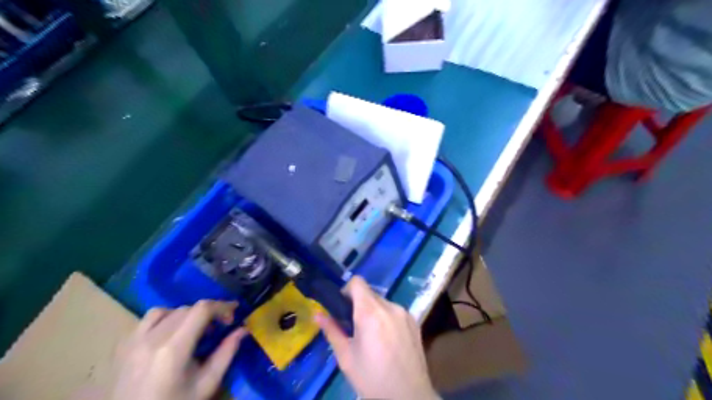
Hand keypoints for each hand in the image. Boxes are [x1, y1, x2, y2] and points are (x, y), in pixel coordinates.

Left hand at [109, 300, 247, 399]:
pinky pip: (146, 321)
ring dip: (184, 314)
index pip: (202, 309)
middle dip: (207, 313)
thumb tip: (242, 330)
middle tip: (219, 327)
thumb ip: (226, 353)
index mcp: (174, 348)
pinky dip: (163, 320)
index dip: (222, 306)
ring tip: (192, 330)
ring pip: (165, 311)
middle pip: (186, 309)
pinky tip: (169, 335)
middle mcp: (151, 338)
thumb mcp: (207, 384)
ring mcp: (132, 342)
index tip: (234, 313)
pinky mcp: (121, 348)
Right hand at [318, 277, 440, 397]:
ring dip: (374, 312)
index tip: (342, 308)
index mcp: (370, 312)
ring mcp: (405, 313)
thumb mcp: (346, 357)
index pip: (357, 282)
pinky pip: (395, 311)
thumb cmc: (372, 379)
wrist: (409, 397)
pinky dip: (387, 318)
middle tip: (354, 327)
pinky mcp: (415, 321)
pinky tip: (387, 341)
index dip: (346, 290)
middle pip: (369, 293)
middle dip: (359, 304)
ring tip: (372, 337)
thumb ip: (332, 331)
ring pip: (382, 302)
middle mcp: (390, 306)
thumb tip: (317, 314)